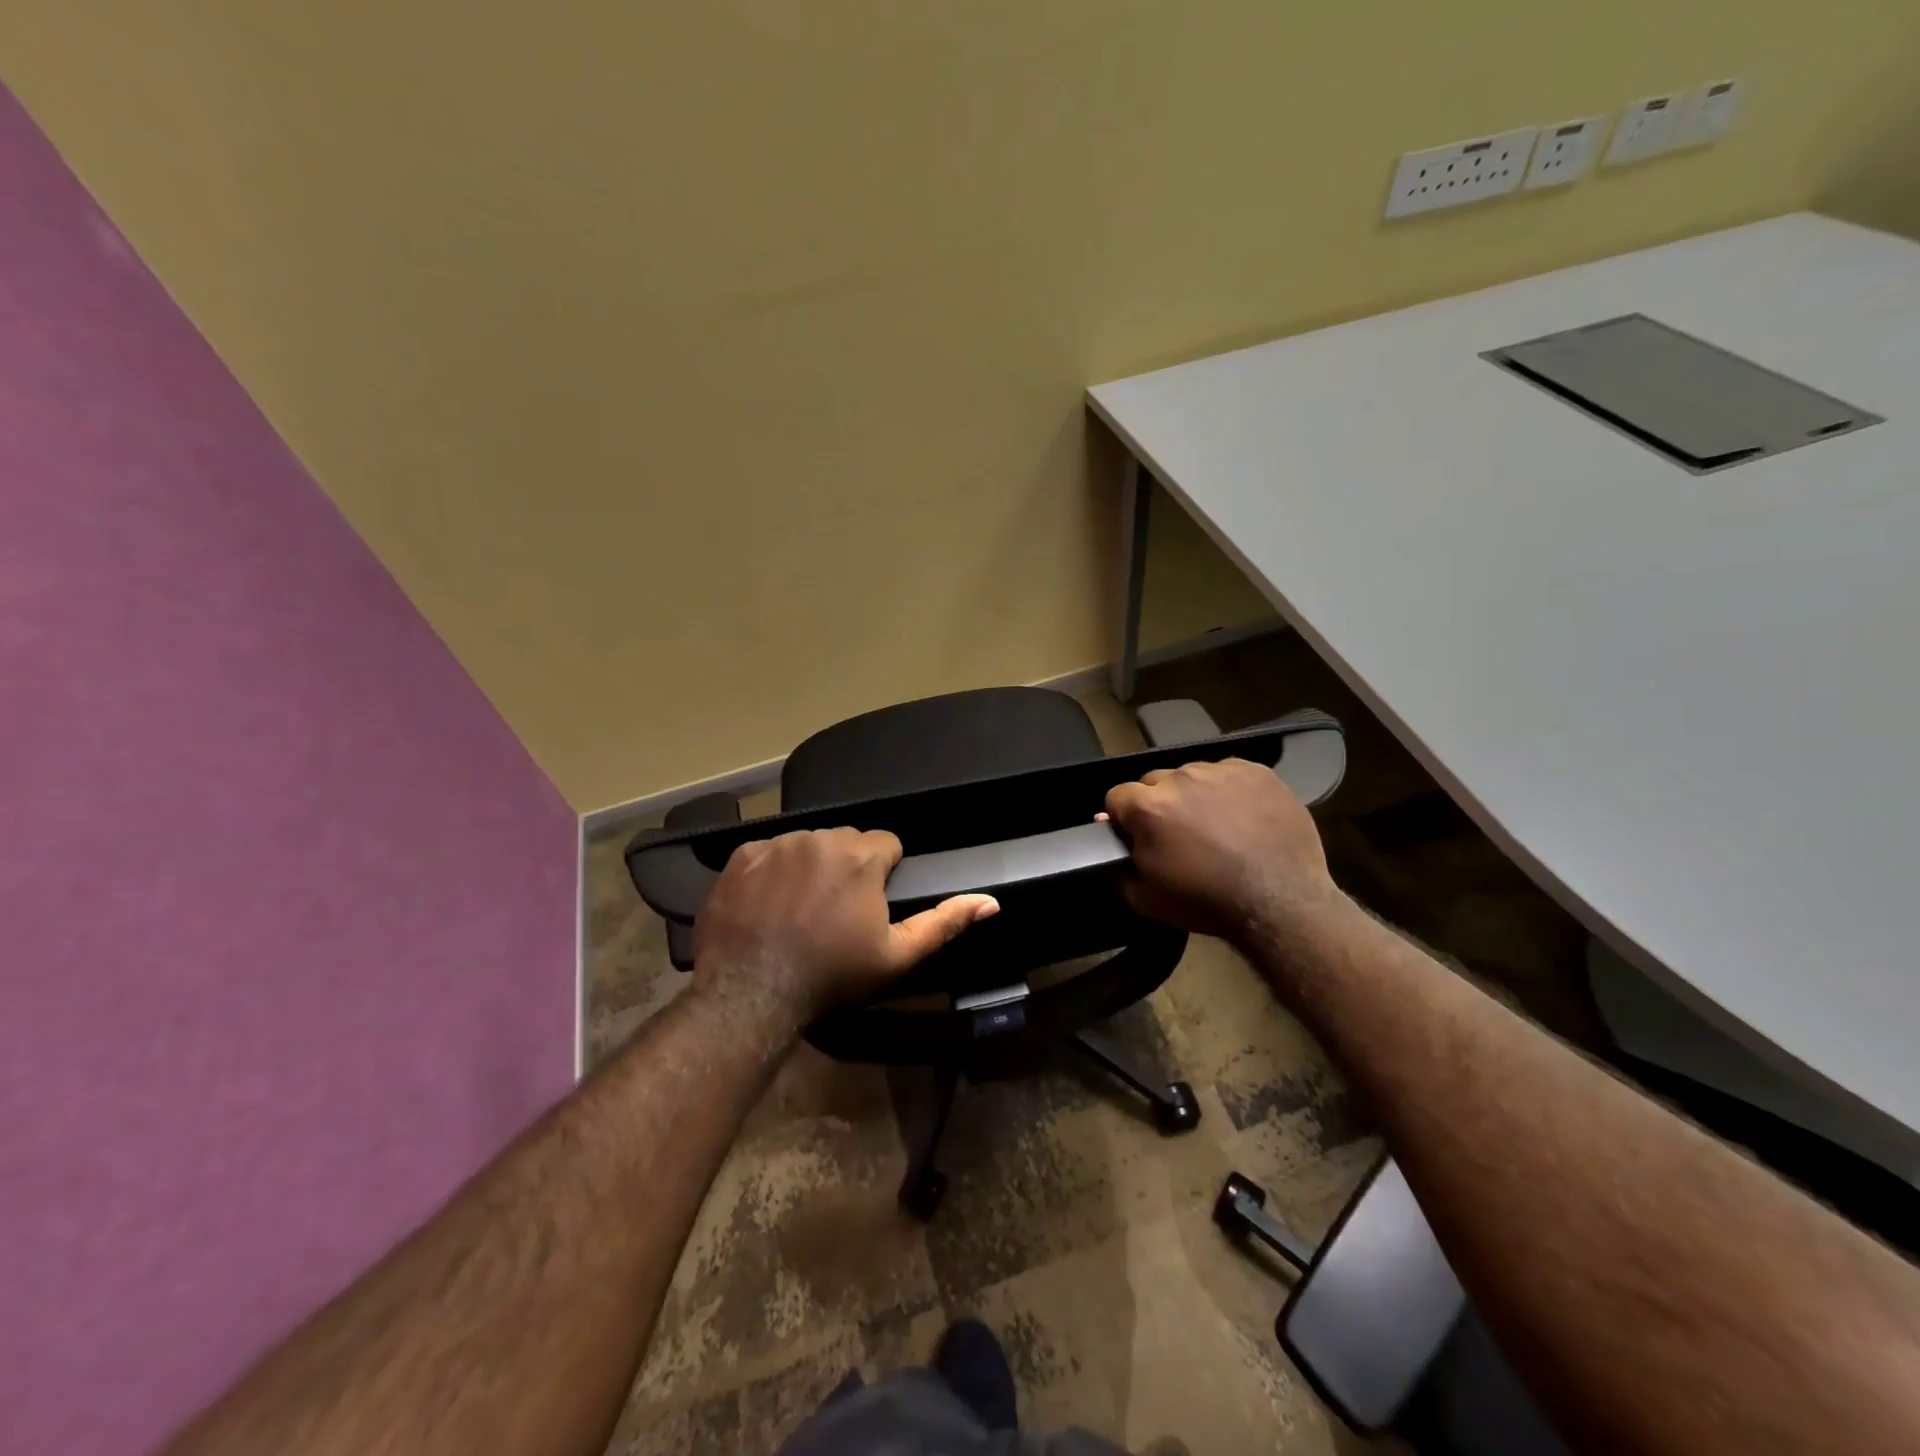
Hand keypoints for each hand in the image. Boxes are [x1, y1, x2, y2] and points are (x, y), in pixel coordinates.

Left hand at [693, 828, 997, 1022]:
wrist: (752, 993)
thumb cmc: (832, 975)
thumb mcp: (896, 956)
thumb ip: (944, 922)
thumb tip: (991, 902)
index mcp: (861, 856)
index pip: (887, 844)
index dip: (884, 873)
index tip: (871, 904)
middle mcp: (820, 838)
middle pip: (846, 842)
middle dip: (847, 867)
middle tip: (836, 911)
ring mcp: (777, 844)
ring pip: (807, 844)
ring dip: (810, 866)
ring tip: (800, 909)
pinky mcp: (741, 856)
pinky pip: (768, 852)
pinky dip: (771, 871)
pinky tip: (767, 905)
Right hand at [1104, 758, 1337, 943]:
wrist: (1279, 903)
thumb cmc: (1206, 902)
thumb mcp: (1145, 897)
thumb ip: (1119, 864)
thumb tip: (1112, 835)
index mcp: (1148, 807)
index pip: (1118, 795)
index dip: (1125, 817)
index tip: (1139, 835)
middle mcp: (1180, 778)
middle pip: (1155, 781)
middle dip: (1160, 803)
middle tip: (1180, 834)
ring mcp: (1221, 771)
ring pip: (1193, 775)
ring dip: (1195, 795)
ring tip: (1216, 826)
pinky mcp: (1256, 771)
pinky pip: (1229, 773)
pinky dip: (1230, 790)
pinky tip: (1242, 817)